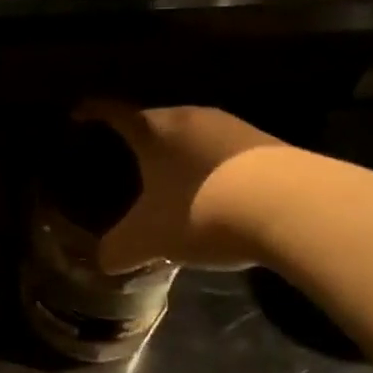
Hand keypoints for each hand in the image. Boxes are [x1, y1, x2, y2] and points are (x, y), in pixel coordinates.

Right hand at [76, 102, 284, 272]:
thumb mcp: (150, 238)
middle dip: (137, 138)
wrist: (296, 207)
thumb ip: (120, 248)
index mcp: (152, 128)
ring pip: (191, 135)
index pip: (111, 111)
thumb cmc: (203, 209)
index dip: (90, 112)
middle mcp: (189, 116)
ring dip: (178, 154)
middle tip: (123, 159)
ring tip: (169, 180)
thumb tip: (103, 261)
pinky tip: (215, 194)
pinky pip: (223, 151)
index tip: (77, 115)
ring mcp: (231, 127)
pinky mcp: (267, 144)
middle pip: (153, 120)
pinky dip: (210, 167)